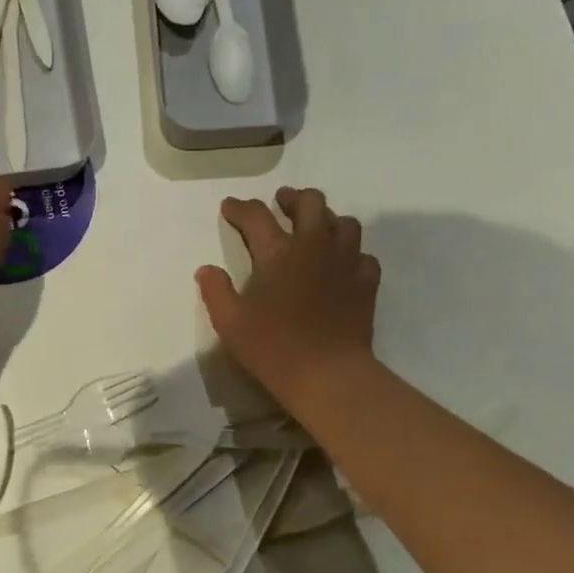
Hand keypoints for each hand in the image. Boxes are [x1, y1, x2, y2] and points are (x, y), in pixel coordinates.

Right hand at [196, 187, 379, 410]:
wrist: (328, 374)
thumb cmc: (273, 347)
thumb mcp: (230, 323)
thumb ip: (216, 291)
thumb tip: (206, 269)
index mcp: (277, 252)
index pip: (256, 216)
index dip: (240, 208)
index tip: (229, 206)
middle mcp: (314, 246)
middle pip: (310, 202)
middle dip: (293, 198)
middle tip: (281, 204)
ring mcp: (345, 262)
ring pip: (343, 222)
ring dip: (326, 219)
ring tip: (314, 229)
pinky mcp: (366, 282)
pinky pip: (363, 254)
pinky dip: (350, 252)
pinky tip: (341, 264)